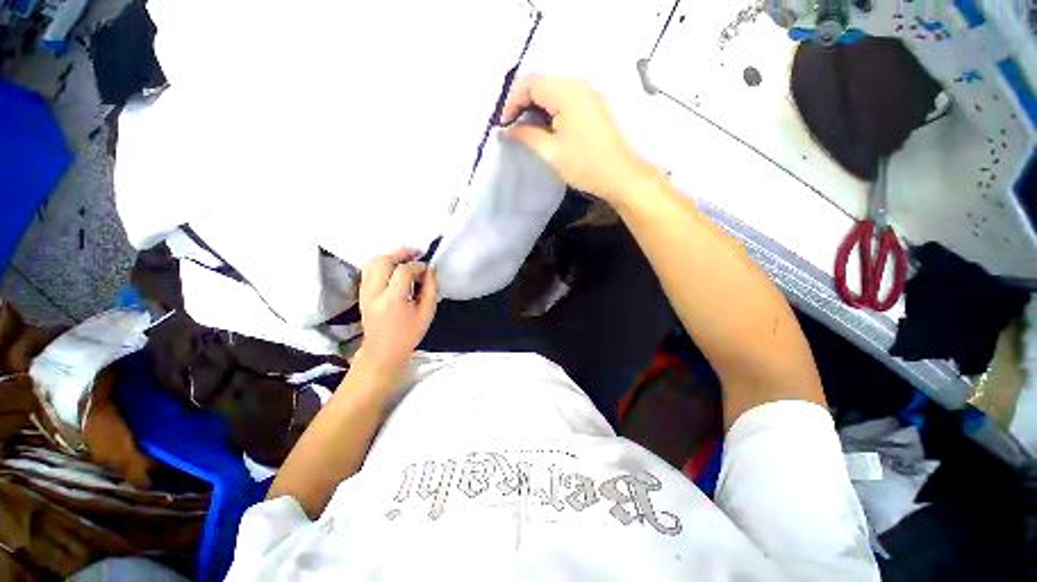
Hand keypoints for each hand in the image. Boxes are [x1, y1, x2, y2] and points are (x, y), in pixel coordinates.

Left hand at [356, 249, 437, 375]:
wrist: (383, 351)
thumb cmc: (408, 335)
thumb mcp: (427, 314)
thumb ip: (430, 289)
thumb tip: (430, 270)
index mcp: (392, 300)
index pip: (403, 271)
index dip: (417, 266)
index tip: (427, 269)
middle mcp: (374, 293)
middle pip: (383, 261)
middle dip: (401, 253)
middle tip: (416, 253)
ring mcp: (364, 292)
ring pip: (372, 262)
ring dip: (390, 256)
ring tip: (405, 258)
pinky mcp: (361, 293)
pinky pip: (368, 270)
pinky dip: (381, 263)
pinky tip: (394, 267)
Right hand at [500, 74, 661, 203]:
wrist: (620, 175)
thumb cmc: (585, 165)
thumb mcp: (551, 152)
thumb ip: (526, 135)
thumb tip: (507, 130)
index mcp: (567, 92)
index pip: (530, 82)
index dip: (512, 101)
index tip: (503, 125)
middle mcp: (578, 85)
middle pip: (541, 82)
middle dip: (522, 102)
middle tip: (512, 127)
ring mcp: (588, 94)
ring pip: (552, 90)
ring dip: (535, 106)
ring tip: (525, 129)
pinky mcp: (592, 105)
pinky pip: (564, 98)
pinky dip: (549, 109)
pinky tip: (544, 127)